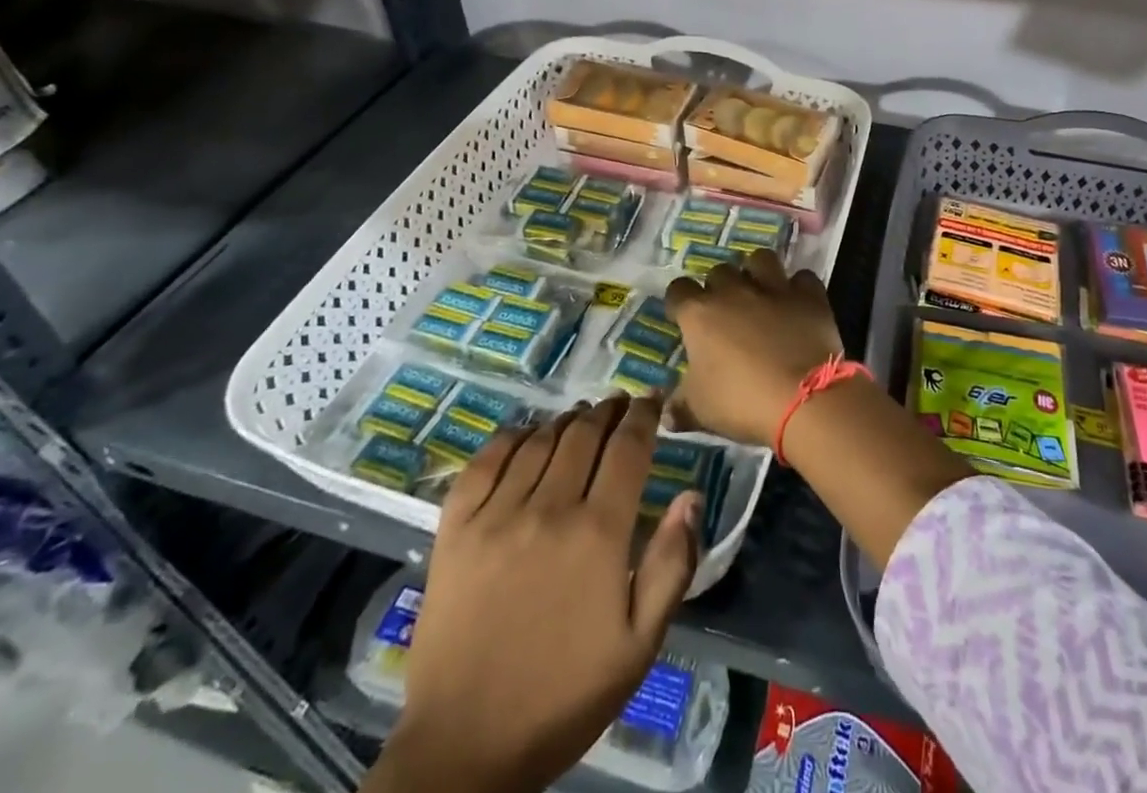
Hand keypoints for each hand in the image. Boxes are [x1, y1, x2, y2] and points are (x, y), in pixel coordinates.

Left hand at [368, 396, 702, 792]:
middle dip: (608, 411)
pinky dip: (511, 436)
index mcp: (598, 533)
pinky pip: (485, 460)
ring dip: (566, 420)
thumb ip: (672, 565)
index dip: (643, 415)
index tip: (652, 399)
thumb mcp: (639, 646)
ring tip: (580, 417)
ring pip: (540, 440)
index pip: (628, 448)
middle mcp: (549, 508)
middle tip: (619, 405)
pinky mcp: (455, 528)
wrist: (466, 748)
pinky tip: (526, 434)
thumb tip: (691, 495)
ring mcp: (496, 514)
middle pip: (584, 434)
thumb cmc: (564, 696)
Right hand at [665, 250, 844, 448]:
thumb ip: (679, 406)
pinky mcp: (808, 295)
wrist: (804, 399)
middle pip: (719, 271)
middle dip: (719, 287)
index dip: (678, 302)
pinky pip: (801, 278)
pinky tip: (797, 304)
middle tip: (725, 312)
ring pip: (760, 259)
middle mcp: (734, 291)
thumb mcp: (700, 411)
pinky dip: (798, 288)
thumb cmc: (742, 403)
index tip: (682, 318)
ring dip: (757, 272)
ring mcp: (774, 288)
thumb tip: (666, 412)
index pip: (678, 290)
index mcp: (700, 314)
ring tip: (760, 293)